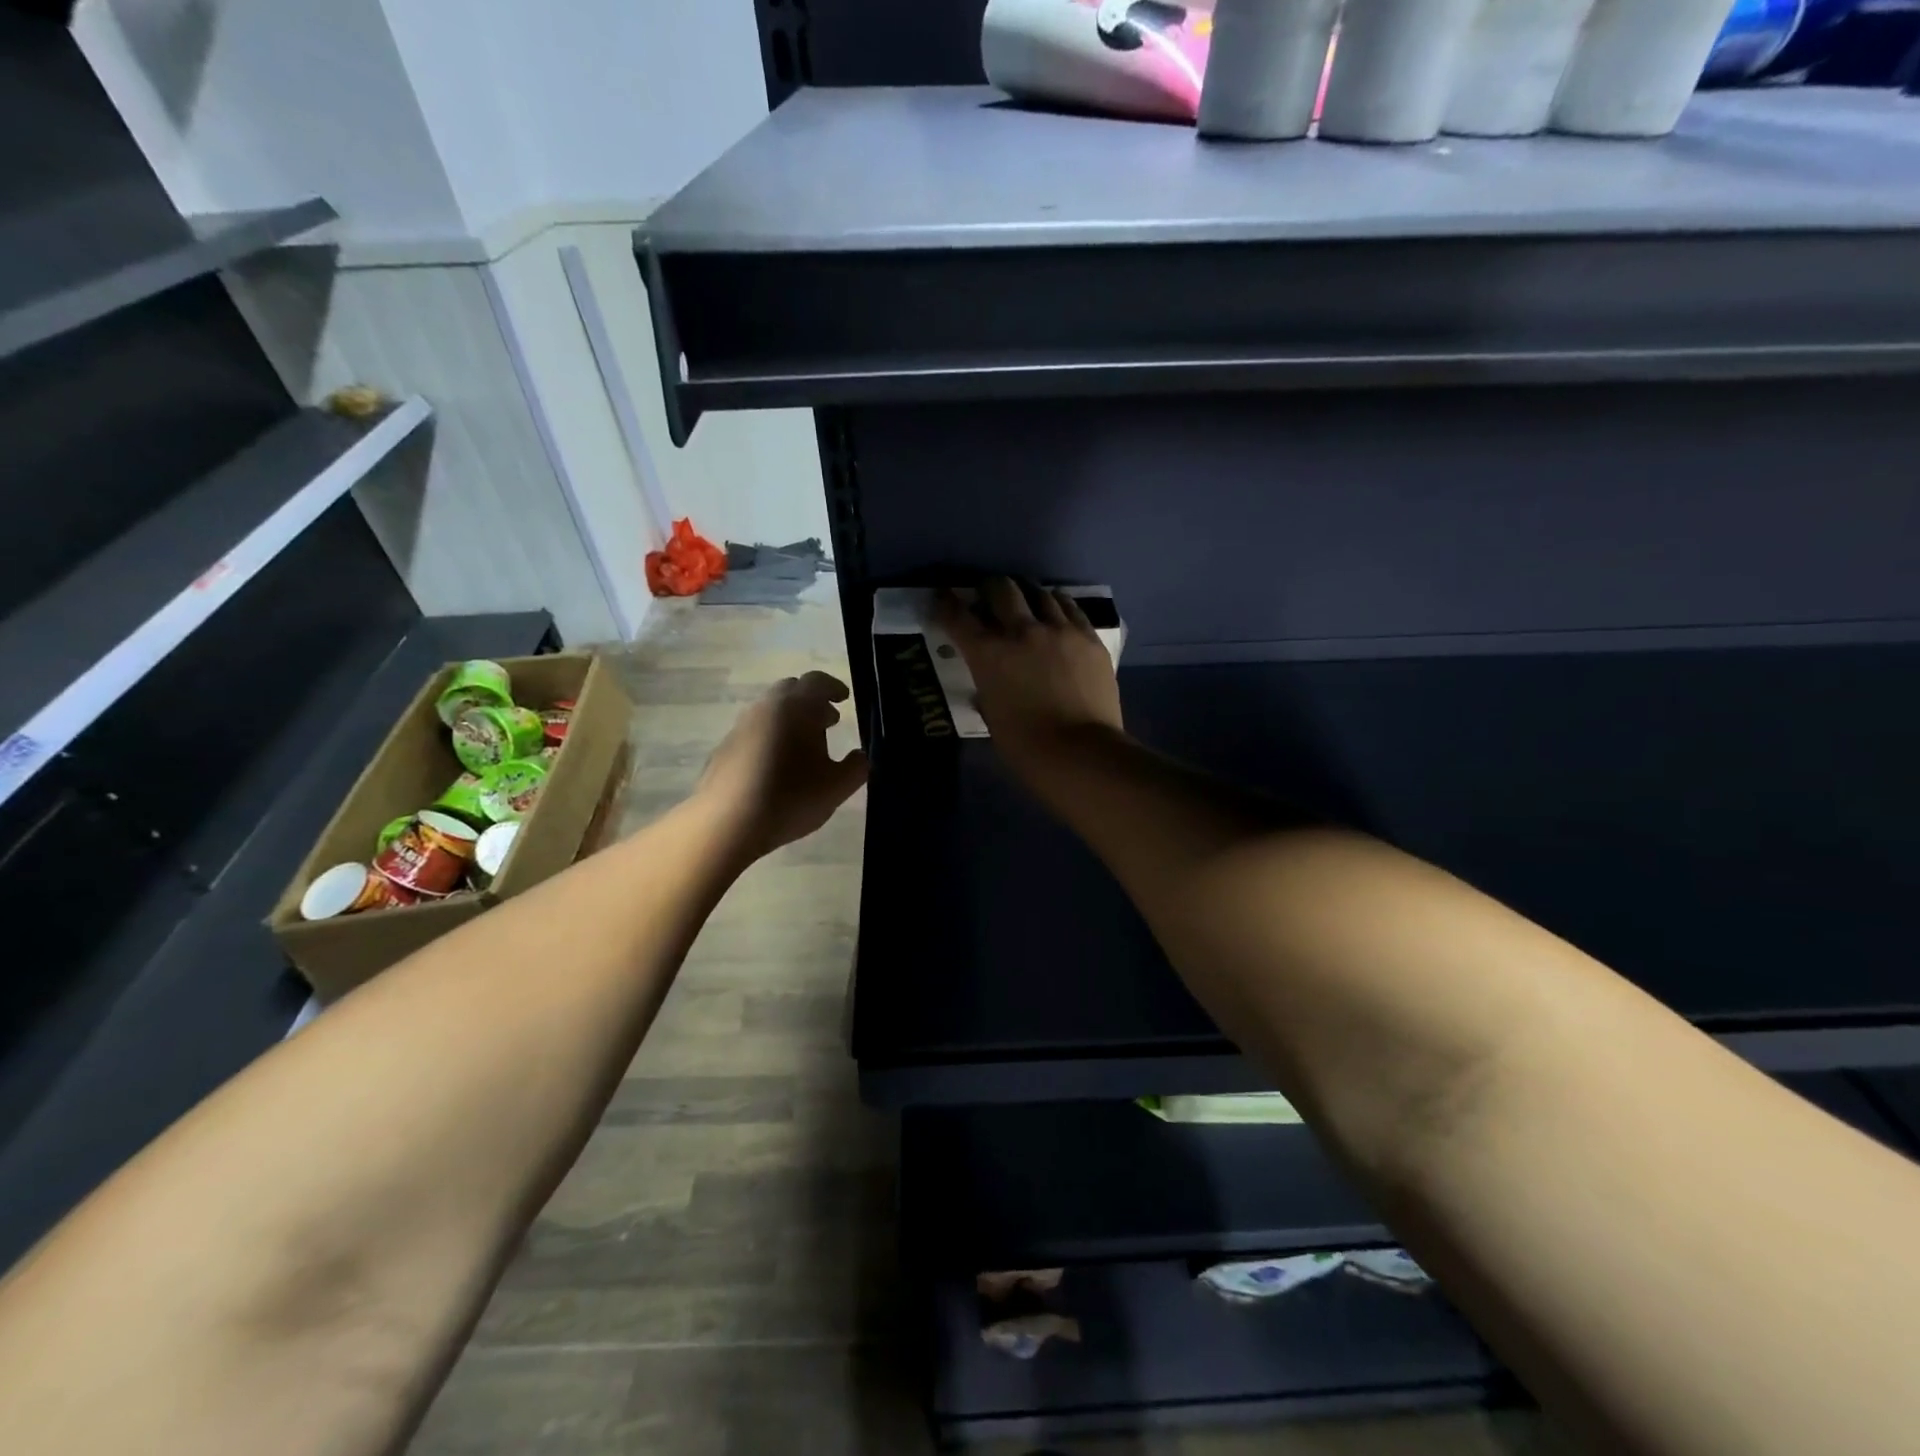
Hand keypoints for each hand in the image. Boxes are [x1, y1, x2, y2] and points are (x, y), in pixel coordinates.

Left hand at [697, 671, 868, 858]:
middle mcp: (766, 707)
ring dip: (789, 720)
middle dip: (811, 701)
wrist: (727, 823)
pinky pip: (753, 732)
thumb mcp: (837, 787)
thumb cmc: (791, 797)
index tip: (844, 699)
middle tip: (828, 722)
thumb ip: (856, 767)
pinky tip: (776, 766)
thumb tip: (859, 756)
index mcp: (797, 707)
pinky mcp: (723, 748)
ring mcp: (740, 727)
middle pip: (790, 690)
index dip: (834, 687)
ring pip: (770, 711)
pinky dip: (770, 738)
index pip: (817, 681)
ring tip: (803, 747)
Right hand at [939, 579, 1125, 774]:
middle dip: (990, 588)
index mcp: (988, 654)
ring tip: (1029, 601)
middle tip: (990, 596)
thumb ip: (988, 690)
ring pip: (1040, 593)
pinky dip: (1059, 605)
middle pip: (1001, 589)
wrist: (1080, 753)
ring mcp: (1059, 631)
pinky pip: (1072, 609)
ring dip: (1028, 594)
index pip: (958, 617)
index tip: (943, 596)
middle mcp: (1021, 631)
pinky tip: (1058, 610)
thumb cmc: (1026, 747)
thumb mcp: (992, 716)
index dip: (946, 603)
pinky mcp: (1089, 638)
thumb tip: (989, 685)